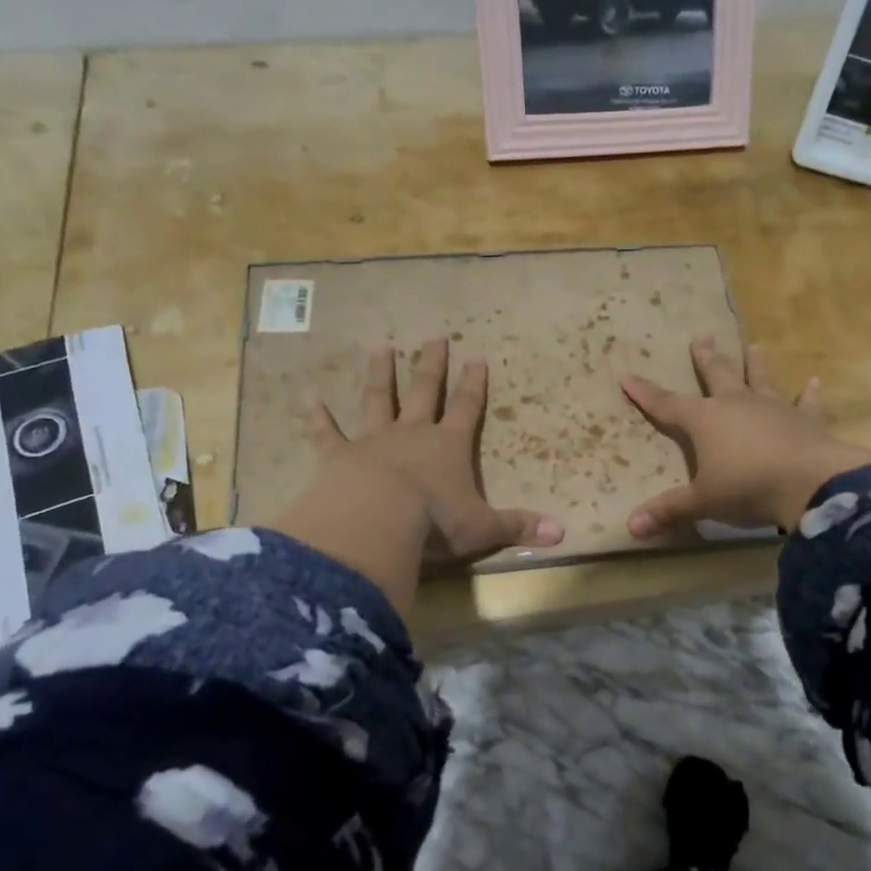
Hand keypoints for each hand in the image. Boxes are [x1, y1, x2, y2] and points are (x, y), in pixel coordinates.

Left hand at [306, 339, 564, 561]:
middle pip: (425, 392)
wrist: (377, 522)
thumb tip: (562, 534)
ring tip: (380, 347)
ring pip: (378, 399)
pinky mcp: (339, 455)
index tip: (476, 356)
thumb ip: (518, 527)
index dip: (474, 384)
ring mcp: (373, 440)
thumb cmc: (435, 524)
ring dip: (380, 374)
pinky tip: (308, 396)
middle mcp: (413, 434)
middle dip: (432, 365)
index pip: (467, 408)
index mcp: (448, 447)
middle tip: (433, 336)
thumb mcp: (483, 529)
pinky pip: (326, 431)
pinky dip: (316, 415)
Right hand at [621, 337, 870, 536]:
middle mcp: (736, 404)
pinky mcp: (805, 421)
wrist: (809, 484)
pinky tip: (816, 381)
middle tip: (701, 336)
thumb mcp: (703, 502)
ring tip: (755, 345)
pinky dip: (809, 394)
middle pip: (716, 375)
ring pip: (760, 379)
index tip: (627, 375)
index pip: (667, 404)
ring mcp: (773, 408)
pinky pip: (806, 404)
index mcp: (705, 420)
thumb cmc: (747, 489)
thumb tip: (631, 527)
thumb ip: (669, 510)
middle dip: (706, 358)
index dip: (645, 393)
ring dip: (755, 363)